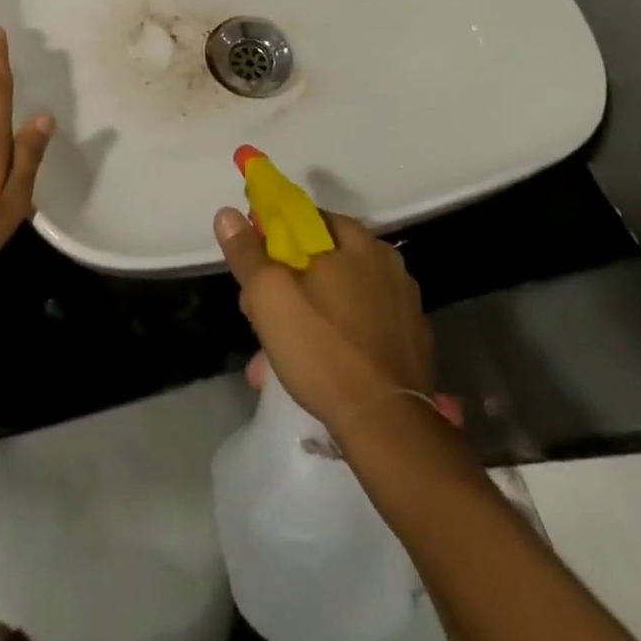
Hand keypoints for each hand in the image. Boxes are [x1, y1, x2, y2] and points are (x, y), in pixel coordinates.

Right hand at [215, 206, 435, 432]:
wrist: (388, 426)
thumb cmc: (322, 348)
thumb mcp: (269, 296)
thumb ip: (247, 253)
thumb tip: (227, 213)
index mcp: (354, 240)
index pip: (304, 218)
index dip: (273, 237)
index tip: (255, 268)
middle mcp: (385, 260)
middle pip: (322, 257)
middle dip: (287, 281)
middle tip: (262, 316)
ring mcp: (404, 302)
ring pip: (342, 293)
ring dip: (310, 311)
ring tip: (283, 350)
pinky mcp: (413, 340)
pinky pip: (364, 323)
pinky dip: (340, 334)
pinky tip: (322, 363)